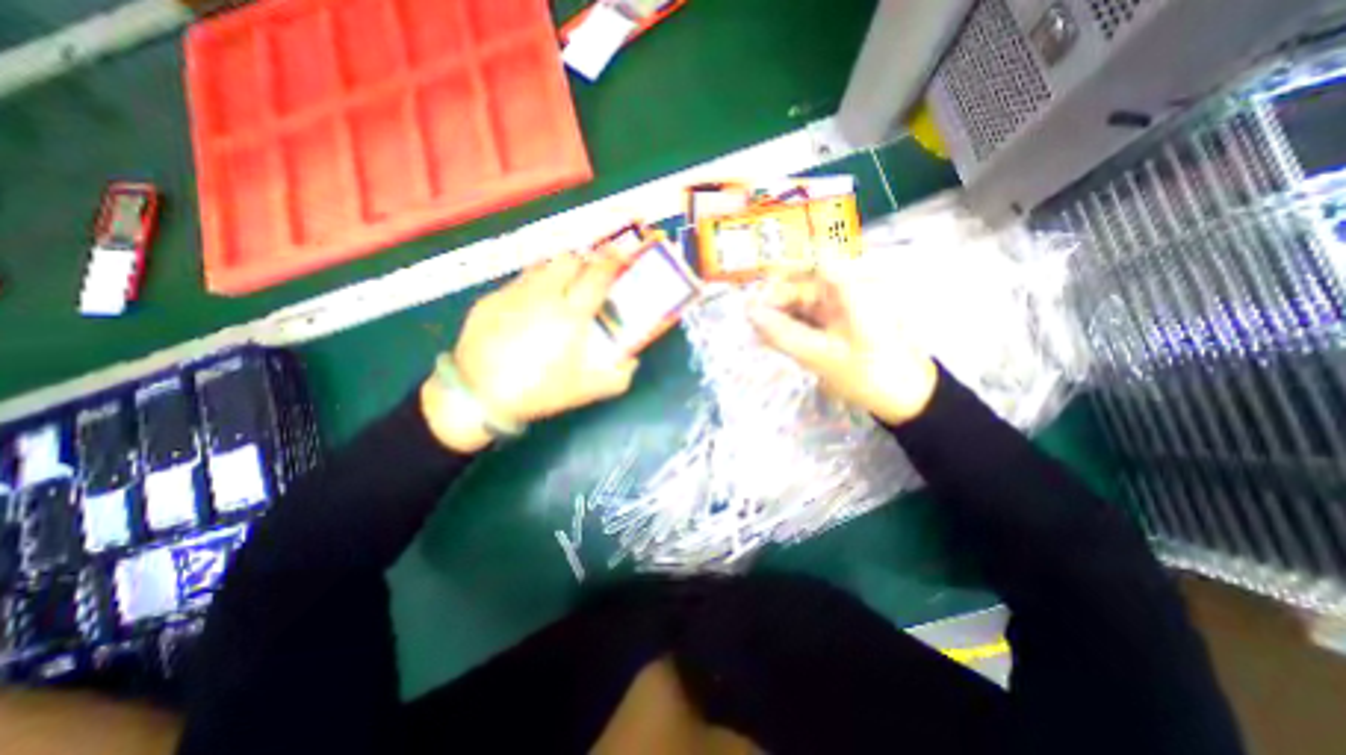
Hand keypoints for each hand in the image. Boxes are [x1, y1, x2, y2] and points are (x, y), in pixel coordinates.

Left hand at [425, 250, 646, 454]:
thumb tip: (631, 362)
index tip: (620, 257)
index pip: (597, 276)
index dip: (612, 262)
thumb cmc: (538, 391)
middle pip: (569, 260)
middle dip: (583, 263)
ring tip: (559, 290)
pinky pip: (517, 283)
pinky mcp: (490, 299)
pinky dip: (531, 289)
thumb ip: (617, 377)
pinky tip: (527, 311)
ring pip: (541, 266)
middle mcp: (544, 296)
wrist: (478, 396)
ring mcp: (514, 294)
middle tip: (587, 278)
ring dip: (556, 272)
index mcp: (571, 315)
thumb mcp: (585, 391)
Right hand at [753, 262, 937, 423]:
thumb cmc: (870, 375)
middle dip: (776, 300)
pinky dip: (793, 325)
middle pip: (803, 280)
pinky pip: (810, 314)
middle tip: (753, 323)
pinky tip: (777, 338)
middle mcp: (848, 286)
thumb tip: (749, 313)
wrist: (906, 398)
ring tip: (761, 335)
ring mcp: (844, 303)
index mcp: (853, 286)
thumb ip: (783, 333)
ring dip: (781, 315)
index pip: (813, 257)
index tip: (757, 297)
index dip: (781, 271)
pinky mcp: (840, 318)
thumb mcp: (821, 356)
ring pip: (803, 299)